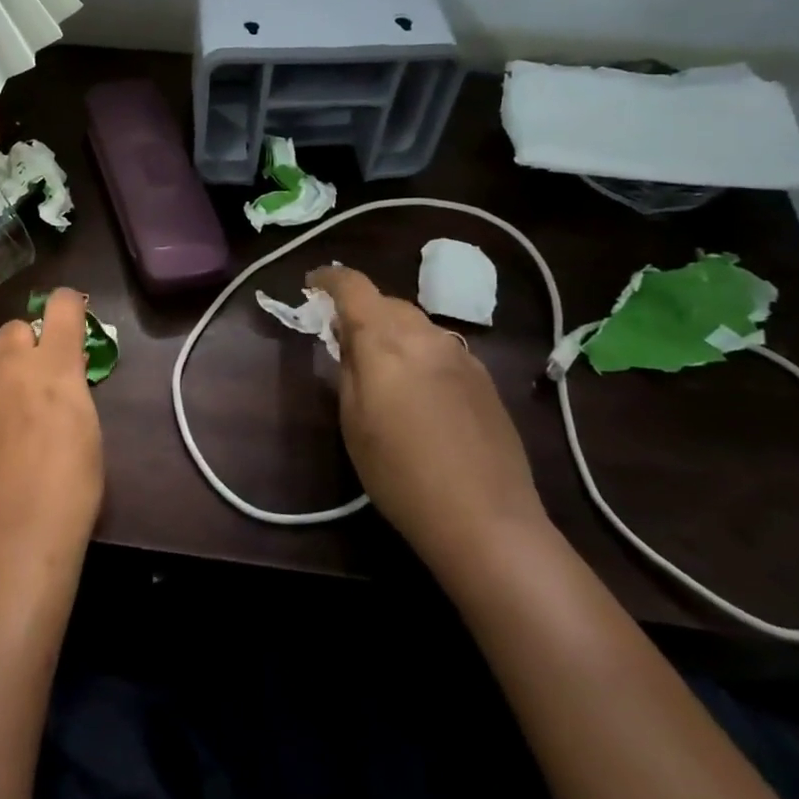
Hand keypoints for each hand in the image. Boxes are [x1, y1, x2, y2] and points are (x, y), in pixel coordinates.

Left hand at [0, 288, 103, 574]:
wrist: (17, 536)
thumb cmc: (72, 487)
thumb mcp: (88, 428)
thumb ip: (72, 387)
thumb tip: (63, 370)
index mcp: (54, 365)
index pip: (63, 305)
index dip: (69, 306)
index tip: (71, 318)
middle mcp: (9, 366)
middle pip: (15, 327)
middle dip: (27, 344)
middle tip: (36, 376)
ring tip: (2, 400)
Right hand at [308, 266, 548, 574]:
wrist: (485, 519)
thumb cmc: (400, 474)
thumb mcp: (353, 421)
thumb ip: (348, 367)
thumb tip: (347, 336)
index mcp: (386, 341)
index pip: (354, 286)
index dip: (329, 279)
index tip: (312, 285)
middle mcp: (426, 336)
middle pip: (387, 302)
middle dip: (361, 309)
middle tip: (341, 336)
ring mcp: (461, 355)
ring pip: (416, 324)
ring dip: (392, 330)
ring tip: (380, 363)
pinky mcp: (484, 378)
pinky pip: (440, 347)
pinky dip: (418, 350)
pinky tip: (418, 388)